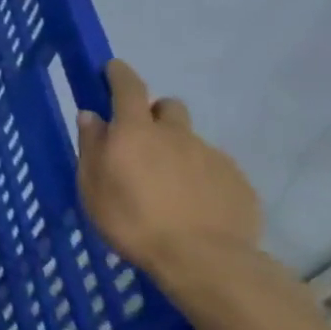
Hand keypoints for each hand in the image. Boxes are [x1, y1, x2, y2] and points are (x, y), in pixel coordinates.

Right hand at [76, 60, 262, 292]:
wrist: (205, 260)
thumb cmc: (133, 220)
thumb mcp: (92, 185)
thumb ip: (92, 146)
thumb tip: (92, 116)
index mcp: (135, 131)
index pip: (128, 87)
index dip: (119, 74)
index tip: (112, 69)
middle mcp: (176, 134)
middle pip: (168, 107)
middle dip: (154, 113)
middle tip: (142, 139)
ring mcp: (212, 157)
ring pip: (191, 139)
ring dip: (177, 148)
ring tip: (169, 182)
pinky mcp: (238, 182)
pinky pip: (214, 167)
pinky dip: (200, 175)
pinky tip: (193, 203)